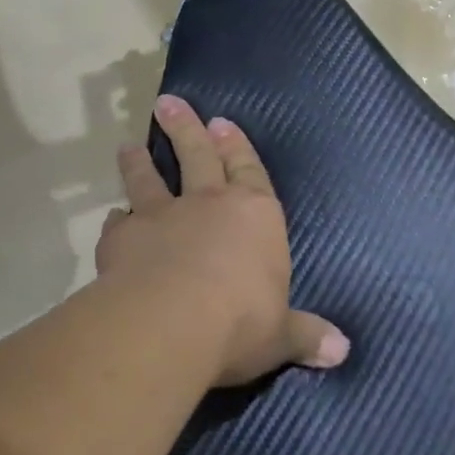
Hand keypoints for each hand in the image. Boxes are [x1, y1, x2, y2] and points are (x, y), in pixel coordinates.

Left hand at [97, 95, 349, 386]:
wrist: (172, 323)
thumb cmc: (241, 322)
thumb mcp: (281, 335)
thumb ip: (306, 336)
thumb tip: (343, 352)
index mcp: (254, 216)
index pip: (249, 170)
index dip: (237, 147)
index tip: (221, 122)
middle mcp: (209, 204)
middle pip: (196, 155)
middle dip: (185, 128)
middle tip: (168, 102)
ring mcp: (162, 217)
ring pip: (149, 180)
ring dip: (140, 162)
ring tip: (129, 145)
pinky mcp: (123, 240)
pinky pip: (118, 223)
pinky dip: (116, 219)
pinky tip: (112, 217)